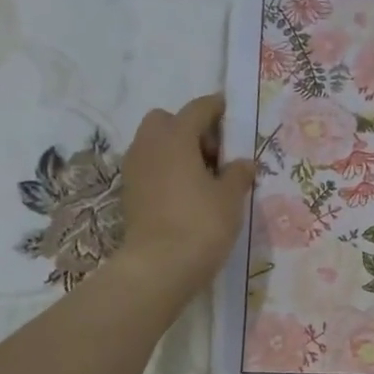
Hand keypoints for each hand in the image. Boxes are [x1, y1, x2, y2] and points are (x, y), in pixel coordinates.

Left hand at [117, 94, 255, 300]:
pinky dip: (165, 170)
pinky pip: (149, 167)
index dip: (216, 108)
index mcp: (176, 137)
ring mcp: (134, 169)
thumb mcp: (230, 198)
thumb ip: (238, 174)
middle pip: (167, 121)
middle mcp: (149, 145)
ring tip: (201, 176)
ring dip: (176, 150)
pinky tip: (185, 193)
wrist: (159, 266)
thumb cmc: (201, 224)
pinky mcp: (130, 193)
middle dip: (189, 128)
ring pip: (154, 144)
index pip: (198, 109)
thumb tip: (243, 163)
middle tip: (213, 153)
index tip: (230, 112)